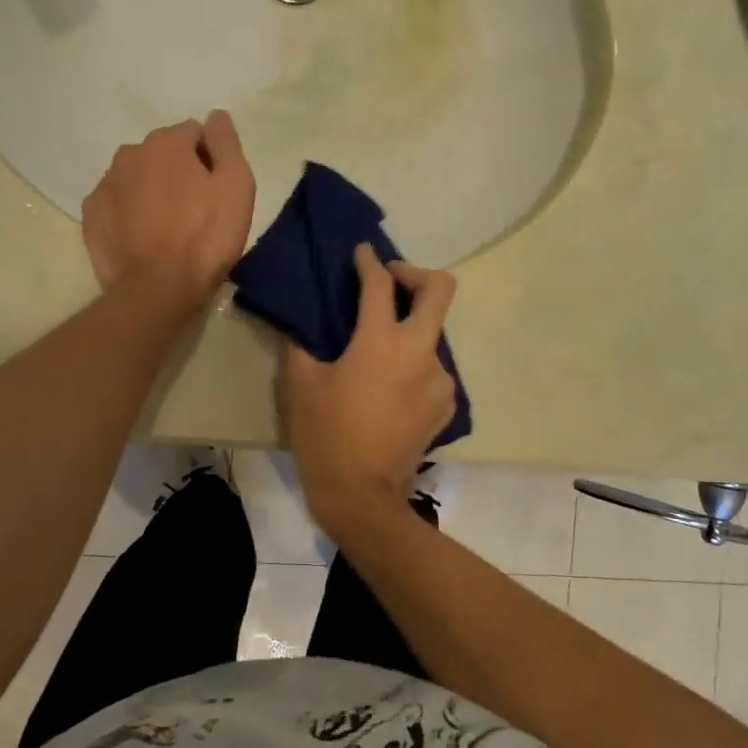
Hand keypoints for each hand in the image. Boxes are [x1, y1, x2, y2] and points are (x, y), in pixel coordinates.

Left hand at [82, 111, 256, 309]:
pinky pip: (117, 203)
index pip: (194, 134)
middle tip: (195, 211)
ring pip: (137, 177)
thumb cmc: (207, 236)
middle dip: (178, 172)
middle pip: (162, 154)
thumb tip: (215, 116)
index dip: (209, 160)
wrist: (159, 288)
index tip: (216, 191)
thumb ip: (226, 143)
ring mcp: (105, 184)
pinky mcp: (92, 215)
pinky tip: (144, 238)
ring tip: (168, 227)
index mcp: (167, 143)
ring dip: (152, 191)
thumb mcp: (237, 186)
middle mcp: (130, 153)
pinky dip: (130, 213)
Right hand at [283, 244, 457, 531]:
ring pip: (433, 335)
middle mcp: (420, 352)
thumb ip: (303, 343)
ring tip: (381, 353)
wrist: (363, 495)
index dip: (370, 262)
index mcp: (381, 342)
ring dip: (410, 330)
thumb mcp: (301, 385)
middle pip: (440, 290)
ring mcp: (440, 379)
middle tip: (391, 281)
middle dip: (416, 274)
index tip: (363, 253)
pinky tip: (392, 387)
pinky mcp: (447, 404)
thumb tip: (304, 322)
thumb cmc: (325, 435)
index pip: (380, 285)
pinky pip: (433, 369)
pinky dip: (414, 365)